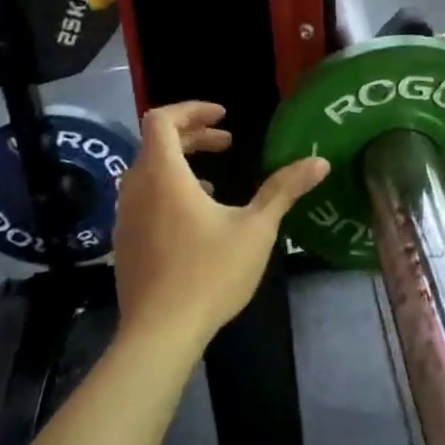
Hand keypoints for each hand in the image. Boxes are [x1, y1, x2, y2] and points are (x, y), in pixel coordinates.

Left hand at [112, 102, 327, 347]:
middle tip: (227, 142)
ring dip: (180, 165)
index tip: (224, 116)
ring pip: (147, 174)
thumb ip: (284, 189)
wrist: (160, 334)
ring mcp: (125, 219)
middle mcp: (136, 190)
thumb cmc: (209, 273)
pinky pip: (143, 200)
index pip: (161, 120)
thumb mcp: (256, 228)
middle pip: (155, 145)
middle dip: (193, 136)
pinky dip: (168, 191)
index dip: (192, 109)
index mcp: (164, 176)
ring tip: (215, 182)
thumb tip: (320, 161)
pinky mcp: (124, 244)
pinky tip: (197, 220)